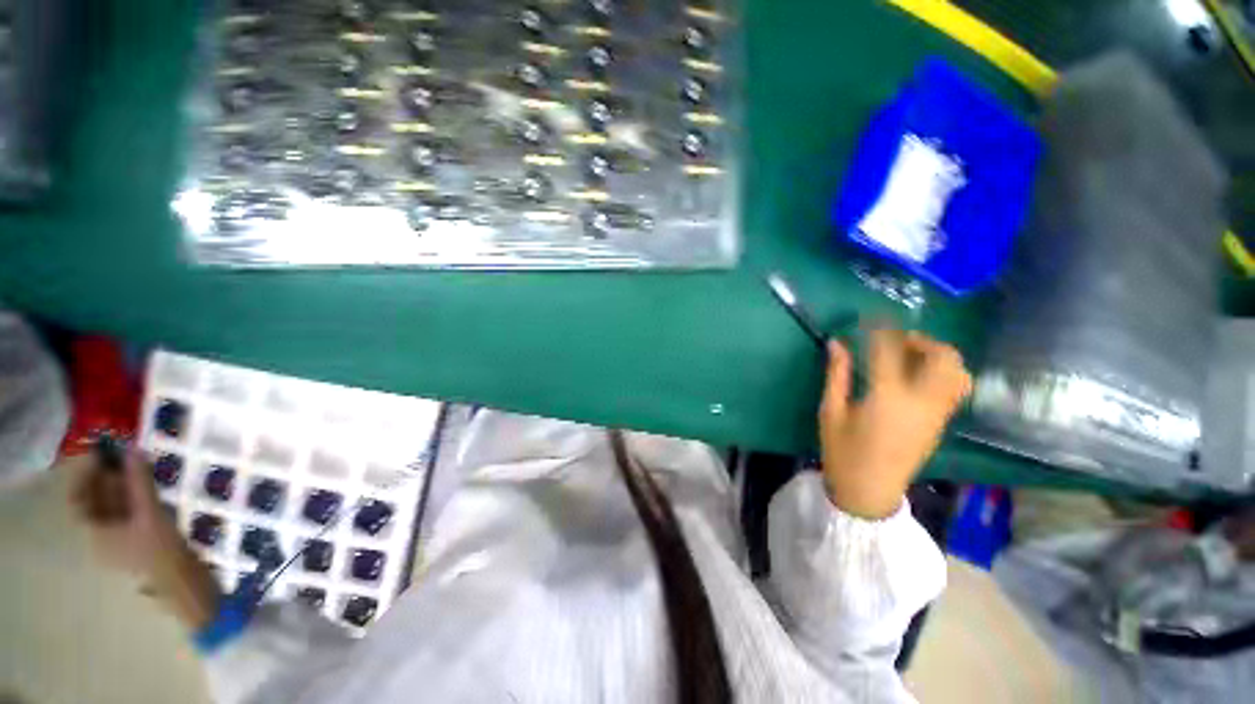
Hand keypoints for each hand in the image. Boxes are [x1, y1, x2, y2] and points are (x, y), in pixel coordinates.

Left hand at [71, 450, 219, 628]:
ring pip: (114, 508)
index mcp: (96, 533)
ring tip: (138, 469)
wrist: (184, 582)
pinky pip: (128, 515)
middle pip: (97, 503)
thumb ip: (139, 482)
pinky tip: (148, 491)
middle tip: (123, 457)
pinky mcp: (139, 542)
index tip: (102, 454)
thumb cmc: (160, 550)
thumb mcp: (151, 513)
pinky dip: (134, 499)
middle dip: (107, 479)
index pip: (80, 500)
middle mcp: (102, 537)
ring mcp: (122, 541)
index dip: (87, 475)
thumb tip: (131, 449)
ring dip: (122, 487)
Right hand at [819, 329, 971, 519]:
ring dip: (938, 355)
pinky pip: (954, 388)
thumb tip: (836, 343)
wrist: (869, 490)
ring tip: (910, 355)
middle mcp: (921, 401)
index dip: (880, 328)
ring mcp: (937, 413)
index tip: (871, 316)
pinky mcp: (941, 423)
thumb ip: (837, 374)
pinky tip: (917, 375)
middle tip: (897, 339)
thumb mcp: (831, 410)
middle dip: (922, 340)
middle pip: (942, 358)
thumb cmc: (842, 451)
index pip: (889, 350)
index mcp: (887, 397)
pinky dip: (943, 371)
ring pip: (957, 372)